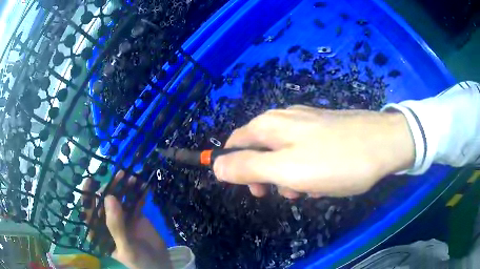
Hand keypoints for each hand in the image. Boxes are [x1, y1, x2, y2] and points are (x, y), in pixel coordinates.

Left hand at [82, 172, 171, 268]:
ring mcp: (123, 218)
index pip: (90, 213)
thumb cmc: (139, 261)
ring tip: (133, 178)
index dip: (88, 196)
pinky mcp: (136, 216)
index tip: (90, 181)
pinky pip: (136, 202)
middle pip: (106, 202)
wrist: (161, 265)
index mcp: (101, 232)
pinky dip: (140, 193)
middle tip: (120, 176)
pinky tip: (144, 185)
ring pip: (121, 199)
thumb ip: (116, 225)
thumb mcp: (125, 246)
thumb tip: (109, 197)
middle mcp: (109, 222)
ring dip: (126, 187)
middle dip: (112, 188)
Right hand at [213, 105, 413, 197]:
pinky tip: (324, 180)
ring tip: (309, 190)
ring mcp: (307, 122)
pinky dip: (307, 169)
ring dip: (289, 176)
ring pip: (284, 154)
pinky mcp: (324, 129)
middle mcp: (284, 118)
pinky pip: (305, 153)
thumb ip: (247, 167)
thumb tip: (215, 166)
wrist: (384, 144)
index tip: (255, 189)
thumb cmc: (336, 161)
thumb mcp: (286, 170)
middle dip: (266, 175)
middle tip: (284, 193)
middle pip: (259, 149)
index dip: (235, 167)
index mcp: (269, 125)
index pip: (234, 144)